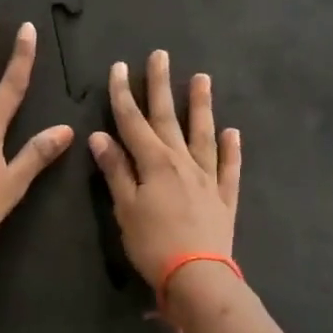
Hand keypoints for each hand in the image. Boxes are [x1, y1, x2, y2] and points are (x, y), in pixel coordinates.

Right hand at [89, 51, 241, 287]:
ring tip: (202, 79)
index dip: (123, 94)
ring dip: (200, 106)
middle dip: (160, 86)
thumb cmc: (153, 244)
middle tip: (160, 55)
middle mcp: (182, 162)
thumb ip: (115, 170)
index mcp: (153, 163)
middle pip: (168, 118)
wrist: (197, 277)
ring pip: (203, 134)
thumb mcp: (124, 208)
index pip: (133, 121)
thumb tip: (100, 136)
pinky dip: (231, 149)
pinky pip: (229, 167)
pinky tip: (232, 132)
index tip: (118, 68)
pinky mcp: (224, 198)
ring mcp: (207, 178)